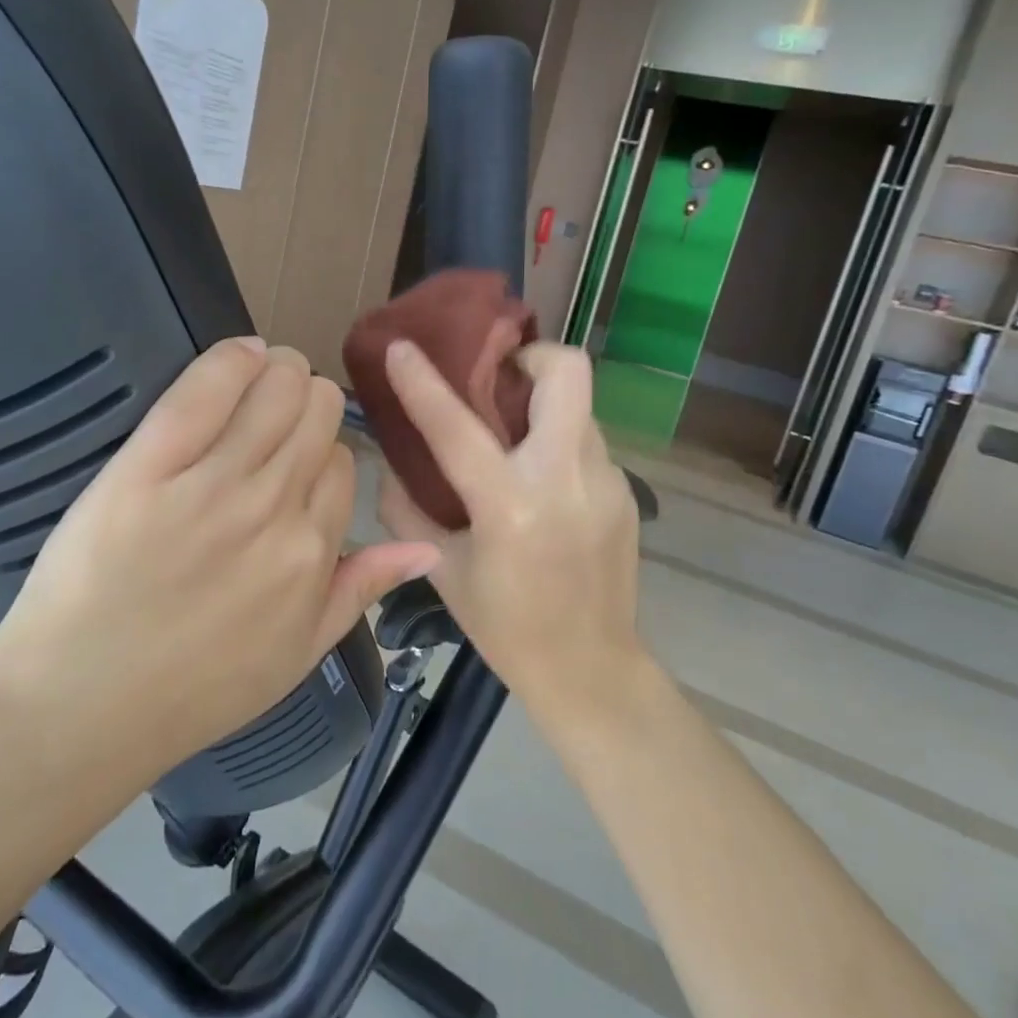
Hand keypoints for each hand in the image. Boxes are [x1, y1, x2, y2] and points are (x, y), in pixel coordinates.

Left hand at [0, 337, 437, 780]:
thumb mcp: (298, 654)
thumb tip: (427, 549)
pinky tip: (238, 357)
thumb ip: (362, 591)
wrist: (80, 705)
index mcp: (313, 552)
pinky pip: (208, 386)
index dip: (320, 452)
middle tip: (275, 412)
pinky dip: (233, 359)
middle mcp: (275, 508)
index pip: (342, 462)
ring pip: (277, 387)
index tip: (292, 458)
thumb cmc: (192, 689)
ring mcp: (213, 483)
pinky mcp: (149, 464)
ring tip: (257, 378)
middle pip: (316, 411)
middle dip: (306, 400)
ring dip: (277, 371)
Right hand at [378, 340, 641, 723]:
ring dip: (541, 403)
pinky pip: (586, 441)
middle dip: (529, 356)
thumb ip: (408, 509)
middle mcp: (566, 480)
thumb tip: (391, 465)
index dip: (423, 382)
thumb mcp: (442, 570)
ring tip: (512, 432)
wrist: (591, 670)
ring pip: (577, 405)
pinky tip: (539, 479)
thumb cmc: (506, 627)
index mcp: (511, 506)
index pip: (458, 426)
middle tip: (495, 377)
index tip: (402, 347)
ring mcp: (606, 482)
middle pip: (567, 373)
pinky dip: (556, 440)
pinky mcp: (625, 491)